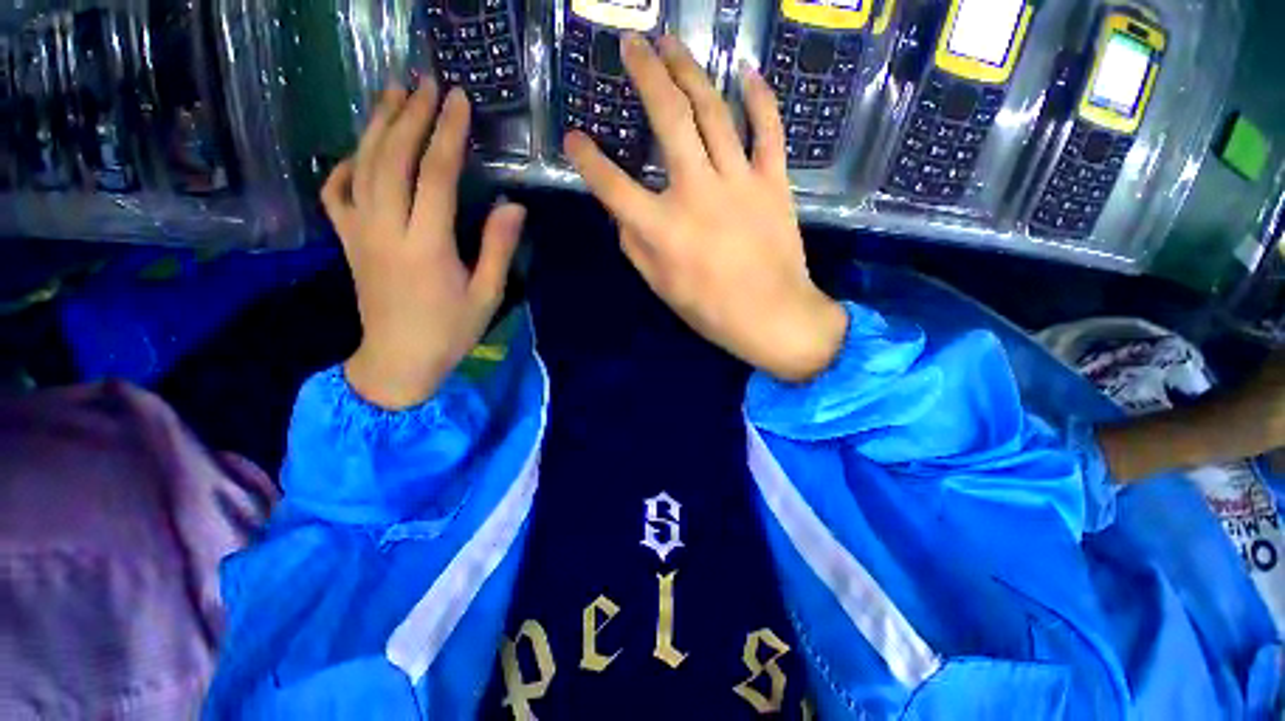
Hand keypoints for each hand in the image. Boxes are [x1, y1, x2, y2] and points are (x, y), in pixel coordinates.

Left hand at [322, 83, 525, 408]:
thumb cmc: (450, 330)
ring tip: (393, 93)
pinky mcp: (347, 241)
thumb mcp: (487, 295)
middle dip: (410, 114)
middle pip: (392, 158)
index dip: (448, 133)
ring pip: (361, 165)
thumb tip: (514, 206)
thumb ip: (499, 248)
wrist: (398, 359)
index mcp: (427, 245)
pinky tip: (360, 151)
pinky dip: (345, 164)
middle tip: (425, 82)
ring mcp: (359, 232)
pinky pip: (336, 192)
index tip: (458, 99)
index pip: (435, 175)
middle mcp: (386, 229)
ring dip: (377, 125)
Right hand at [563, 35, 845, 381]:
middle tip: (632, 44)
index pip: (612, 185)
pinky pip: (768, 130)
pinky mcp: (773, 182)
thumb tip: (623, 213)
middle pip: (668, 119)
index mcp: (661, 228)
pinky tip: (746, 75)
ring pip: (713, 113)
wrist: (771, 315)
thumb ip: (635, 246)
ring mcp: (738, 182)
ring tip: (673, 44)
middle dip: (646, 74)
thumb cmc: (710, 309)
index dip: (587, 160)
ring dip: (690, 72)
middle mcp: (695, 193)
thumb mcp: (660, 286)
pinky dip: (760, 98)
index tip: (574, 139)